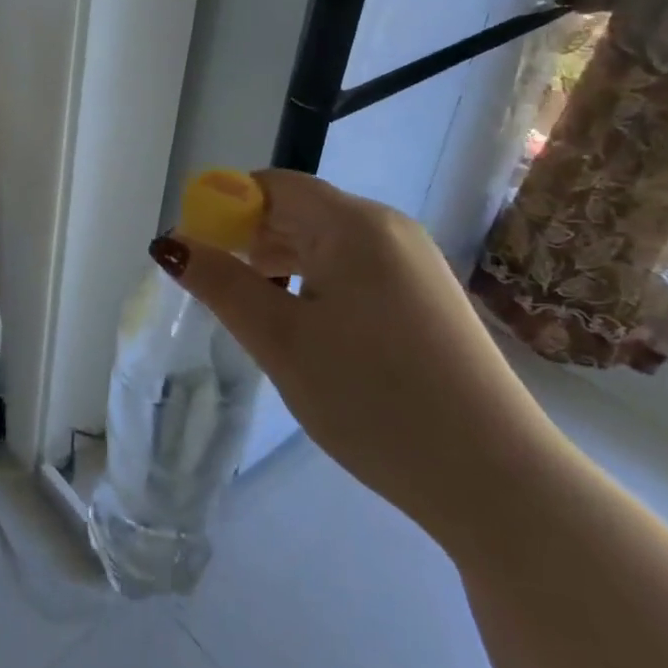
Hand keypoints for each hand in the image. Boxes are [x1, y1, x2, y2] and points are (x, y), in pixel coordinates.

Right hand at [154, 170, 567, 550]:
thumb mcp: (281, 339)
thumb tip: (168, 243)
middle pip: (299, 210)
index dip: (224, 207)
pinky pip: (354, 270)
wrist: (499, 481)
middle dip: (250, 239)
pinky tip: (307, 329)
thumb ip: (220, 283)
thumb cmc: (374, 398)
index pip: (272, 185)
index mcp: (354, 224)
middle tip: (218, 290)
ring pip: (326, 243)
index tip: (196, 252)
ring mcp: (415, 264)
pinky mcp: (427, 298)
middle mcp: (389, 229)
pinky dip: (316, 284)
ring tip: (256, 312)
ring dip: (281, 264)